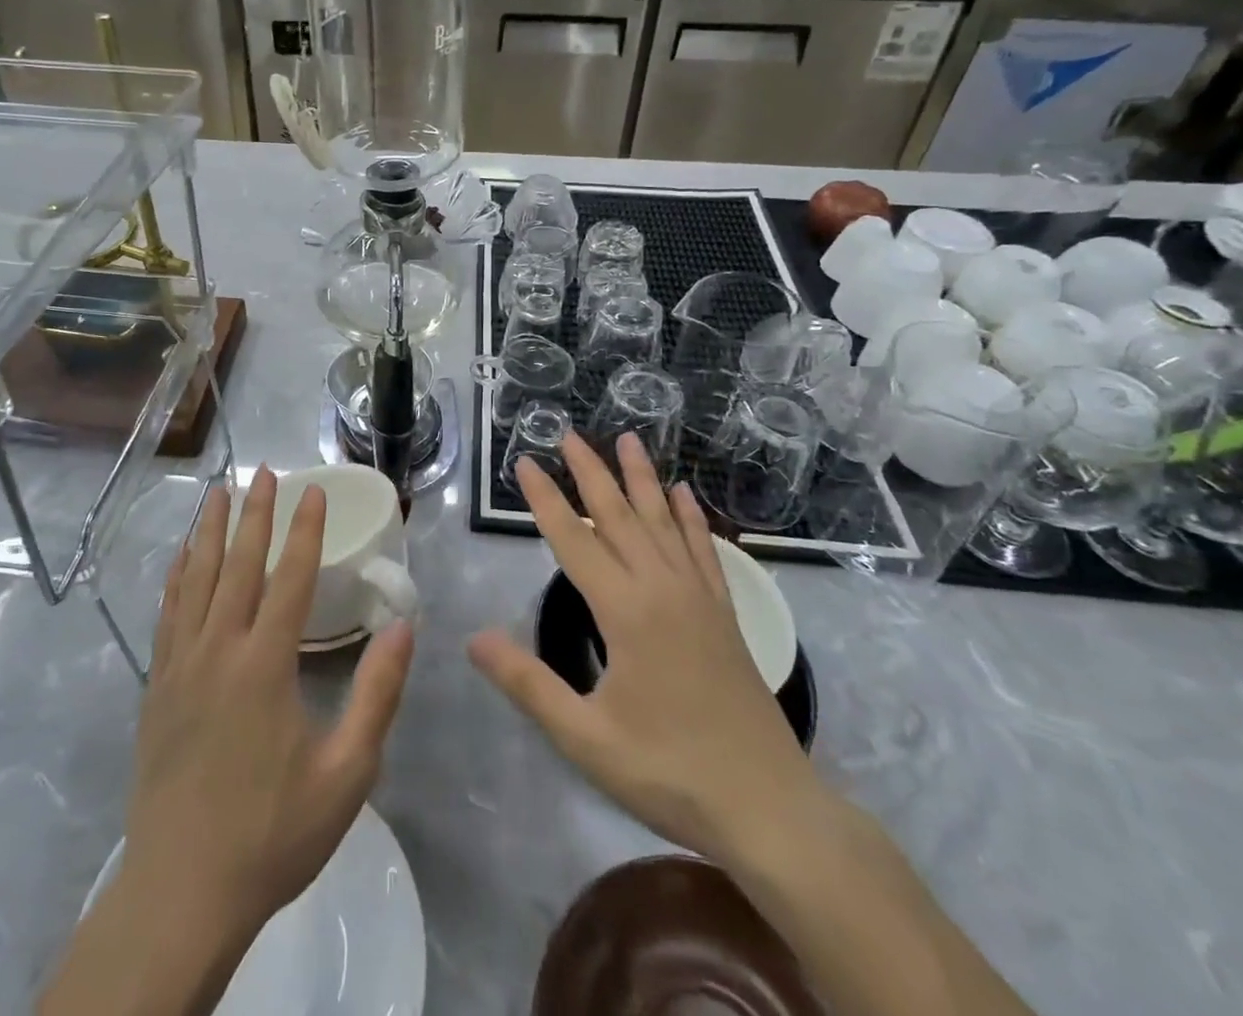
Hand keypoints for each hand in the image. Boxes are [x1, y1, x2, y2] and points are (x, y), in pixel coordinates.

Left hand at [120, 465, 415, 946]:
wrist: (181, 892)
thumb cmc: (272, 833)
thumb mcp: (347, 773)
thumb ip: (378, 694)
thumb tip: (404, 626)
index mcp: (265, 664)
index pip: (290, 576)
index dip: (304, 528)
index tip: (311, 488)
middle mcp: (218, 649)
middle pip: (237, 563)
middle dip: (253, 512)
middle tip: (262, 470)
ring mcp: (180, 664)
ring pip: (195, 579)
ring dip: (209, 531)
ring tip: (216, 492)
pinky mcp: (157, 686)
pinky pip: (167, 612)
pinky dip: (177, 575)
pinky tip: (181, 558)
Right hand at [468, 433, 818, 861]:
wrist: (769, 808)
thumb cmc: (669, 773)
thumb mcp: (585, 737)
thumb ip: (528, 683)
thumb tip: (473, 638)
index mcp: (625, 611)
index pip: (572, 539)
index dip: (544, 499)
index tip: (523, 462)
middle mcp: (662, 588)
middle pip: (618, 515)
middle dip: (589, 471)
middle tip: (568, 434)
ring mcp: (698, 597)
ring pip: (663, 521)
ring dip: (641, 478)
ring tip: (628, 438)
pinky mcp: (724, 614)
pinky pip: (704, 549)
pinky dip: (691, 517)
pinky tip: (684, 493)